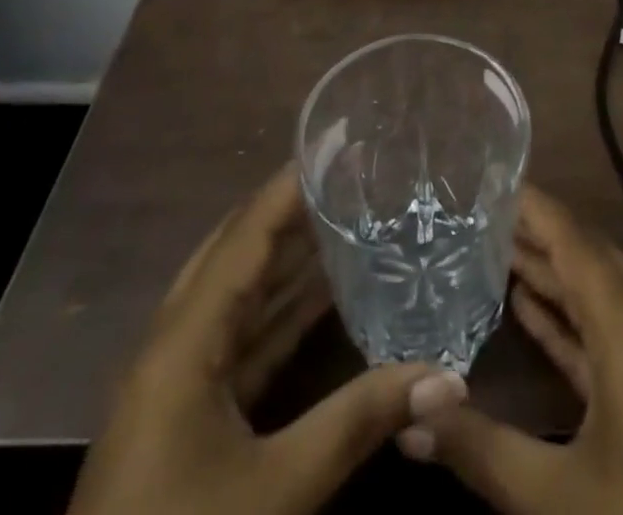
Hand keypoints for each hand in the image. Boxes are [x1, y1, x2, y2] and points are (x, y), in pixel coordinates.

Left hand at [70, 163, 467, 514]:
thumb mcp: (278, 489)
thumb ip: (361, 421)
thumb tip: (450, 378)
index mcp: (181, 342)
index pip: (245, 236)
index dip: (290, 186)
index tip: (336, 142)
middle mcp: (173, 346)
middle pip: (237, 255)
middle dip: (292, 212)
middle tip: (350, 176)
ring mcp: (174, 384)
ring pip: (238, 298)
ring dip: (289, 262)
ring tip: (348, 219)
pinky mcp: (183, 418)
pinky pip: (238, 341)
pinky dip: (280, 315)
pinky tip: (324, 299)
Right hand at [401, 186, 622, 514]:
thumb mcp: (558, 498)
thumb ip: (482, 450)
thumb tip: (410, 414)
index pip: (576, 244)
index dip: (536, 209)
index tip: (494, 182)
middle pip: (591, 258)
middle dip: (539, 233)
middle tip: (482, 213)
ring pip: (602, 293)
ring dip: (553, 272)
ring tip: (496, 249)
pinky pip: (612, 330)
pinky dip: (572, 316)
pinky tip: (530, 306)